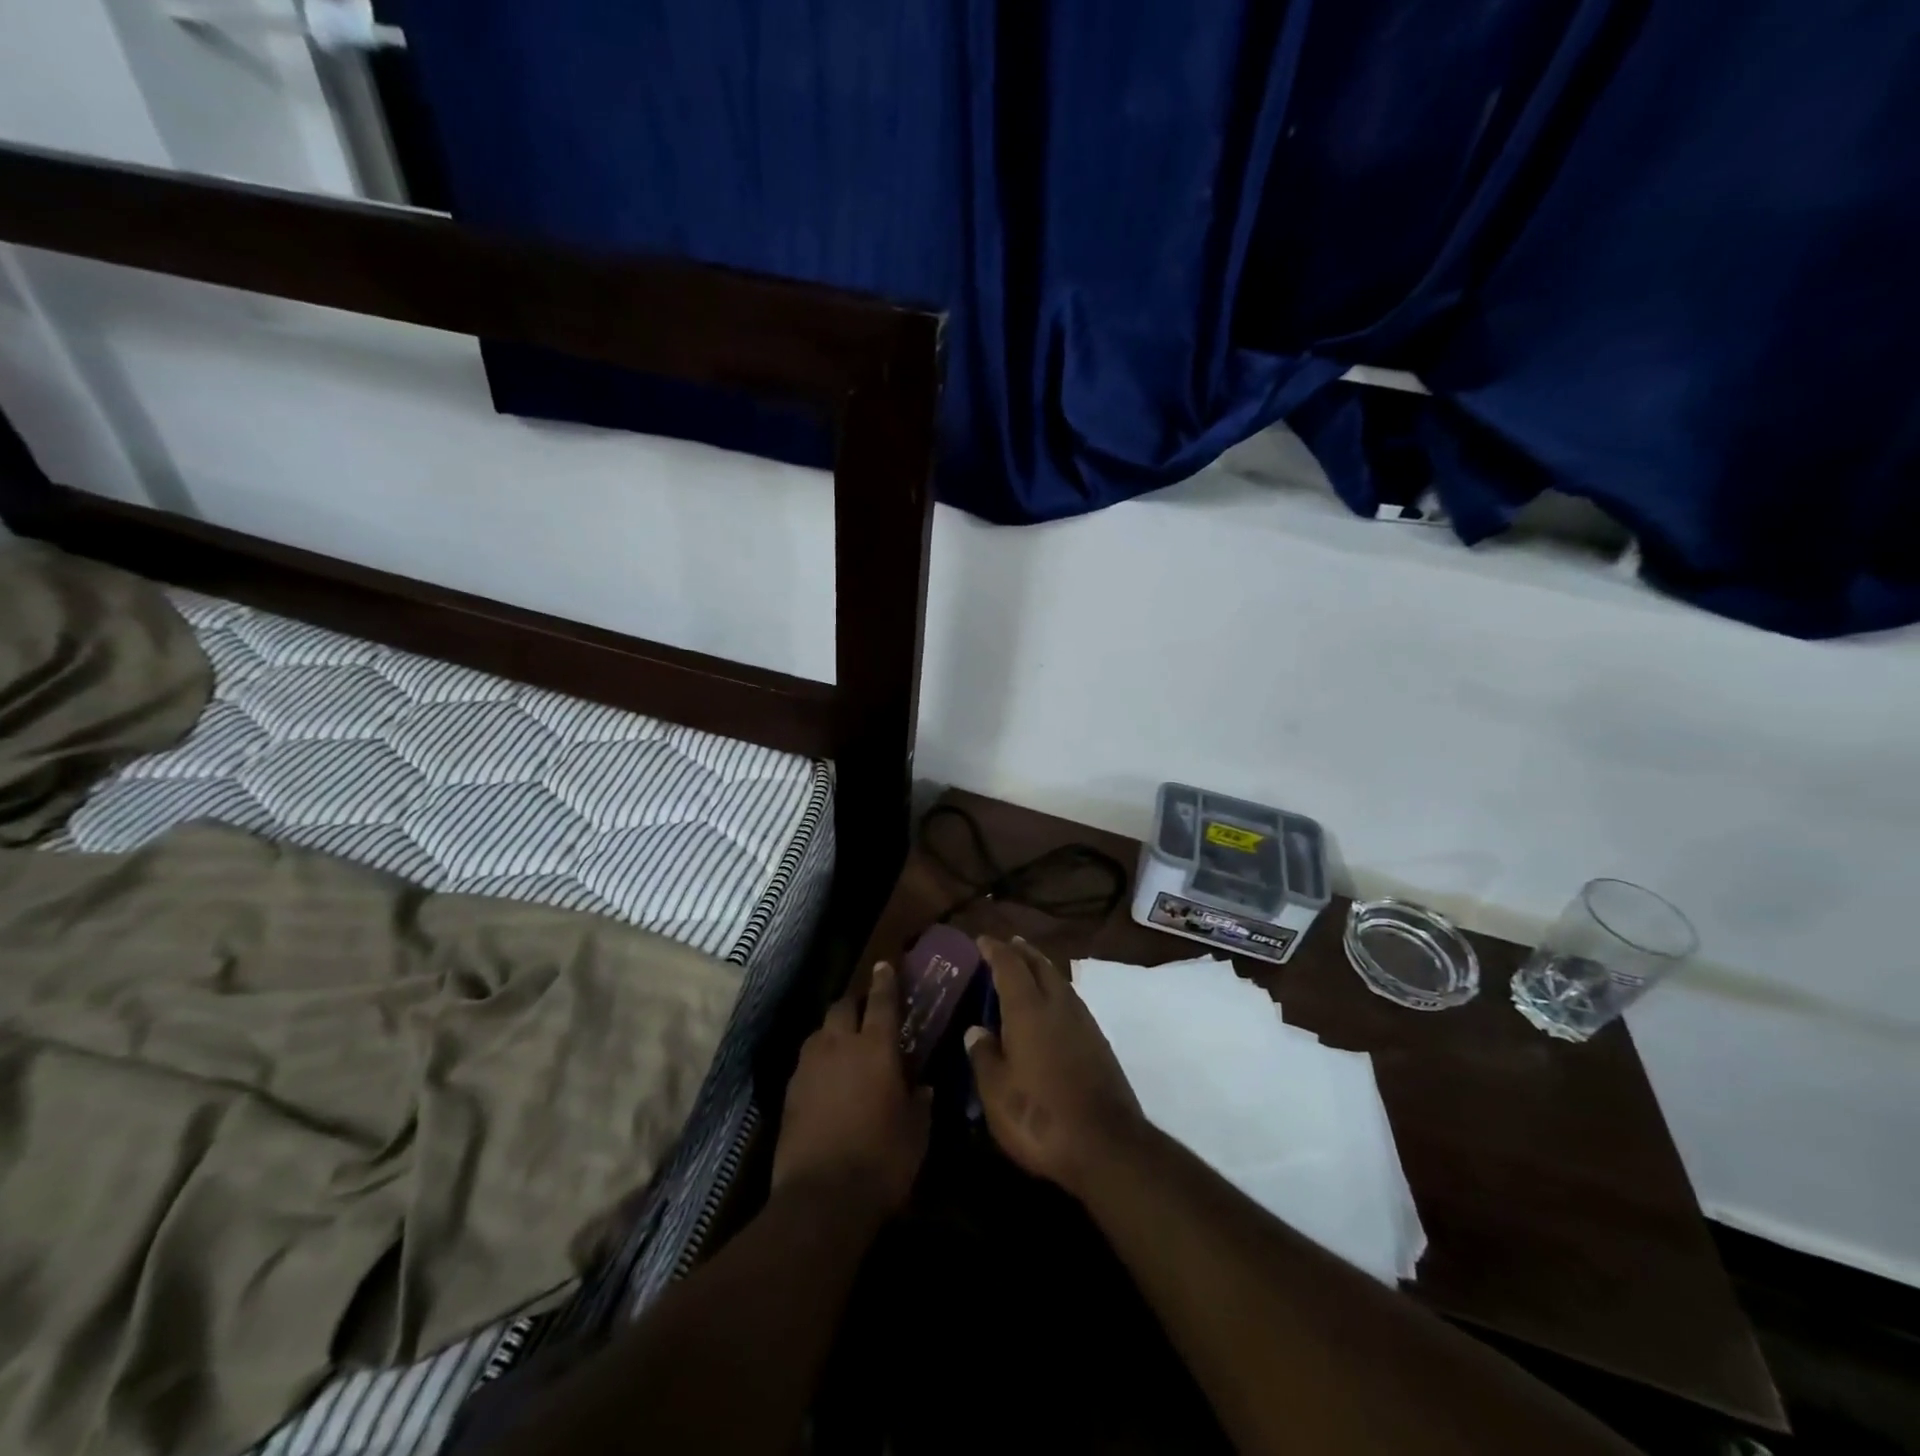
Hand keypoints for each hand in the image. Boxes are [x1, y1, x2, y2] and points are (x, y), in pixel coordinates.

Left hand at [772, 961, 930, 1220]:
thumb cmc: (882, 1160)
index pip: (882, 1001)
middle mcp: (840, 1046)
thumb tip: (924, 1087)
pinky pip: (805, 1061)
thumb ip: (921, 1102)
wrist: (822, 1198)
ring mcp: (809, 1067)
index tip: (885, 965)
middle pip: (842, 1006)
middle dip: (854, 1003)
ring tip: (843, 1046)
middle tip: (865, 1011)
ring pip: (819, 1032)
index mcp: (876, 1047)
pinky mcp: (789, 1092)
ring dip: (832, 1031)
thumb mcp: (917, 1133)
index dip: (885, 980)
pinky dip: (817, 1061)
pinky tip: (825, 1079)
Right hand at [964, 936, 1146, 1200]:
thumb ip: (983, 1056)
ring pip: (1059, 981)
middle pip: (1040, 965)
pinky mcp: (1099, 1043)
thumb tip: (976, 1030)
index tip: (981, 940)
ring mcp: (1083, 1022)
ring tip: (1028, 968)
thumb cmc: (1039, 1116)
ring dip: (1042, 969)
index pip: (1009, 965)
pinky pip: (1072, 1001)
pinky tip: (1051, 1007)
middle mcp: (1058, 1005)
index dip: (994, 950)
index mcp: (1028, 1009)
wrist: (1106, 1144)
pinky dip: (1056, 992)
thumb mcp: (996, 1092)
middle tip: (1008, 944)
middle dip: (1022, 951)